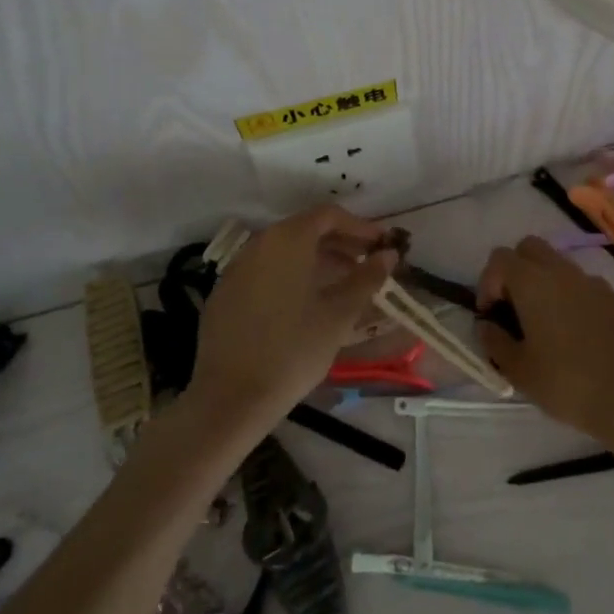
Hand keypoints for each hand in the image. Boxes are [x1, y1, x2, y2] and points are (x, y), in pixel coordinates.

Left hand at [189, 204, 396, 422]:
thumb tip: (388, 254)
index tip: (382, 245)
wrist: (230, 397)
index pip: (329, 215)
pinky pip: (265, 270)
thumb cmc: (294, 349)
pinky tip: (305, 303)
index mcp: (288, 240)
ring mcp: (237, 268)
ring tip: (342, 283)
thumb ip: (367, 277)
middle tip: (367, 263)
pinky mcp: (224, 294)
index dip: (360, 226)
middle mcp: (259, 244)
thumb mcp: (340, 314)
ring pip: (284, 251)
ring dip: (317, 259)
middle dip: (340, 242)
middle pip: (305, 229)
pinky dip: (291, 275)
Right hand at [477, 237, 613, 447]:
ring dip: (543, 282)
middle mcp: (562, 271)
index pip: (500, 258)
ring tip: (544, 324)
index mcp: (533, 282)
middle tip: (513, 308)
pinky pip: (582, 284)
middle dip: (515, 271)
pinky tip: (575, 332)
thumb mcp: (518, 370)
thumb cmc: (566, 383)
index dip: (487, 283)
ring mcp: (592, 281)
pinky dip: (570, 296)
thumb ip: (494, 341)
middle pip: (529, 248)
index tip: (491, 315)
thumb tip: (487, 325)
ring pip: (558, 264)